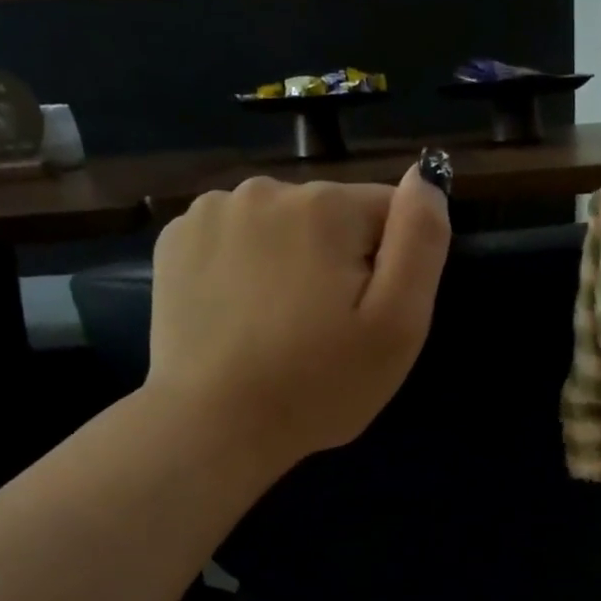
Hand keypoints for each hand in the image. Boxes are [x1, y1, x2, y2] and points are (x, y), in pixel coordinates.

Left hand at [142, 152, 451, 472]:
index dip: (389, 267)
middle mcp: (265, 189)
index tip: (368, 317)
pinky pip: (234, 240)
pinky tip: (241, 315)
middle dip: (339, 261)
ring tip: (281, 327)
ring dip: (291, 261)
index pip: (388, 212)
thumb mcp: (397, 324)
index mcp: (326, 206)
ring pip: (281, 226)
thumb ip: (421, 241)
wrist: (215, 425)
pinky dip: (244, 267)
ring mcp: (211, 211)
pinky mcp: (175, 240)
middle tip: (326, 330)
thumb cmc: (319, 383)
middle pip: (331, 216)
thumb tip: (425, 176)